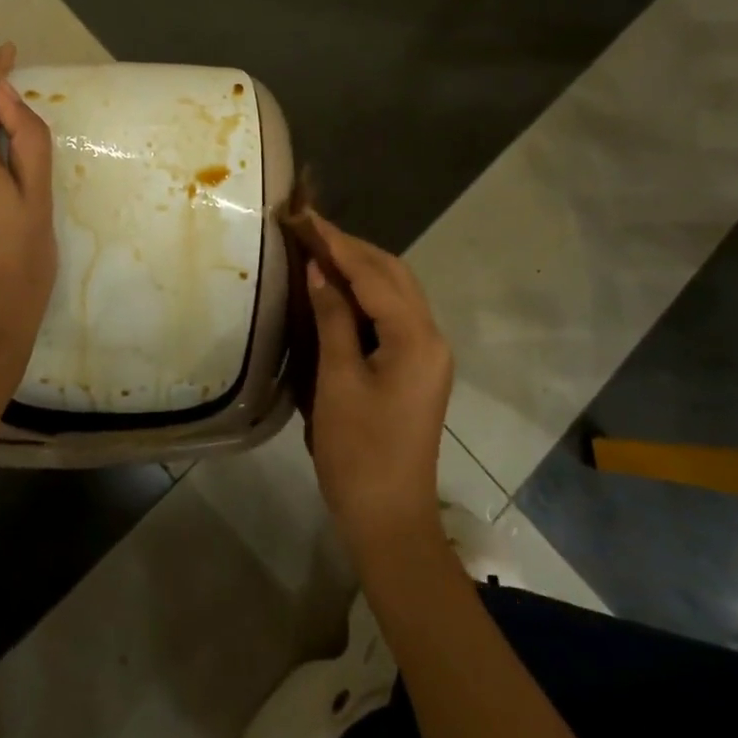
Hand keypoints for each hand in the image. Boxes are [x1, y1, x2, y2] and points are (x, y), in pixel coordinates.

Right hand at [303, 216, 453, 562]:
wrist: (391, 520)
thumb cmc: (359, 452)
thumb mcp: (338, 381)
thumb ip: (332, 319)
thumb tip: (318, 270)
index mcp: (416, 338)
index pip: (374, 274)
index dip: (337, 243)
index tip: (306, 217)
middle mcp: (432, 337)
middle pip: (394, 274)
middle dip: (353, 249)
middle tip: (310, 231)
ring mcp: (428, 354)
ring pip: (397, 292)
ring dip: (361, 268)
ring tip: (319, 252)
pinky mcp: (418, 369)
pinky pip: (394, 315)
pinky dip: (367, 295)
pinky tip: (338, 292)